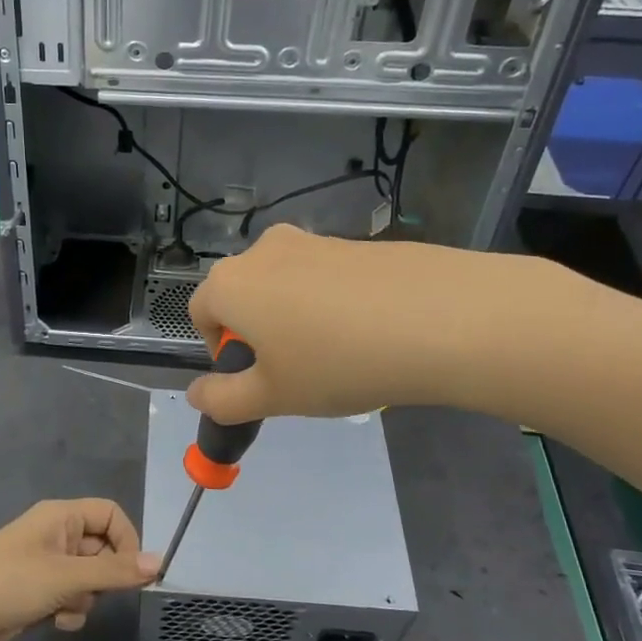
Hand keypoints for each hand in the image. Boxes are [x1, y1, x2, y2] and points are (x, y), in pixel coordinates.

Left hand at [0, 499, 158, 640]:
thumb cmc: (10, 583)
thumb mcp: (67, 576)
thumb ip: (115, 571)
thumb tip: (160, 563)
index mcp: (61, 515)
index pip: (111, 514)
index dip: (127, 541)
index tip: (134, 573)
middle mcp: (55, 533)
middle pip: (102, 548)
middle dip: (102, 577)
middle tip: (90, 593)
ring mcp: (46, 563)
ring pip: (88, 577)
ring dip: (84, 598)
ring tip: (64, 608)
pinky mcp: (37, 590)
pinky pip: (70, 595)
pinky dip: (69, 609)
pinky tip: (54, 622)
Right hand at [185, 223, 550, 423]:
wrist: (443, 318)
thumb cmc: (338, 362)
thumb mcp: (273, 396)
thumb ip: (223, 400)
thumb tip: (198, 394)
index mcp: (230, 283)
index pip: (199, 313)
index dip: (219, 350)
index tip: (256, 378)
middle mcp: (263, 251)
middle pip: (242, 295)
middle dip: (256, 333)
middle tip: (295, 372)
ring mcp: (312, 240)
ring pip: (284, 286)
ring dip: (294, 318)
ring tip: (338, 355)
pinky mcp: (355, 242)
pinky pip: (324, 277)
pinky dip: (331, 303)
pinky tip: (369, 332)